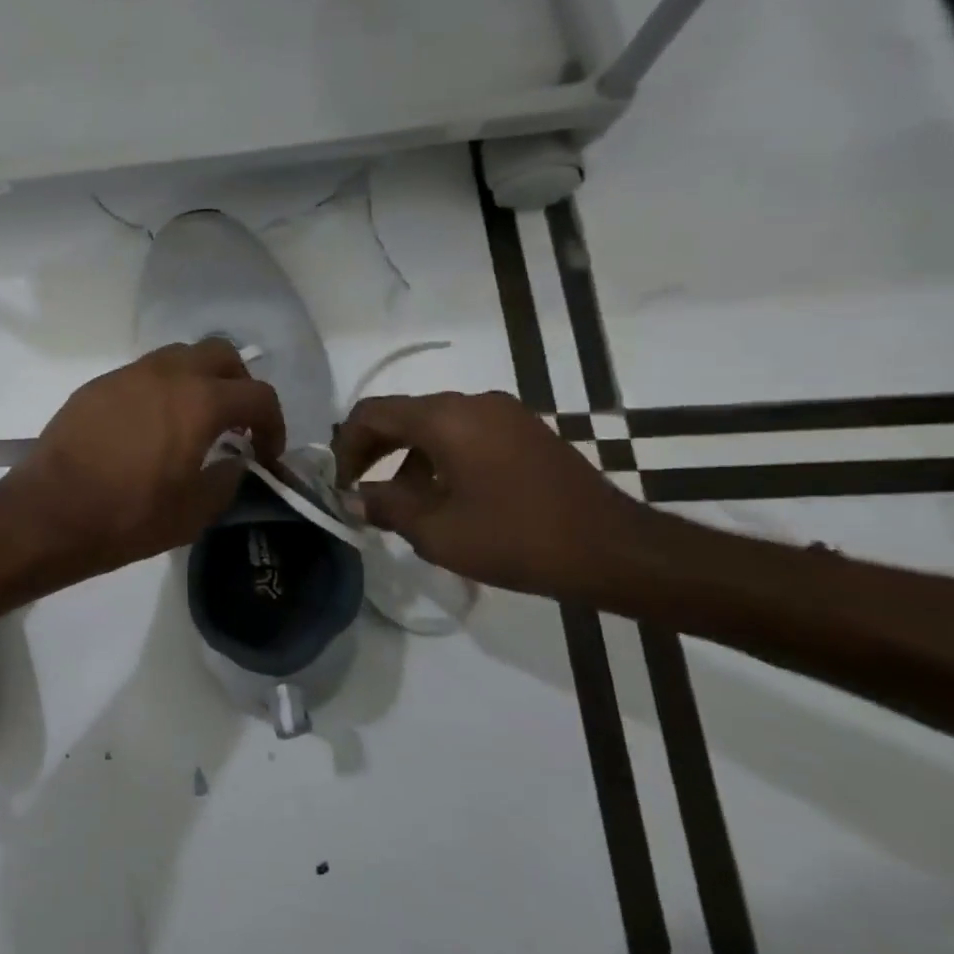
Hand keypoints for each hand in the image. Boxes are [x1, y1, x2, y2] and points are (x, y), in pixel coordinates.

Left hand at [0, 340, 284, 580]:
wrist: (50, 512)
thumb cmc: (128, 517)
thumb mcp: (193, 513)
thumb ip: (226, 480)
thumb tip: (234, 461)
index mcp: (199, 401)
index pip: (258, 395)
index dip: (274, 424)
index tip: (266, 454)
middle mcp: (166, 374)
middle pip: (220, 354)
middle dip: (238, 384)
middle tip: (235, 422)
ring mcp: (127, 374)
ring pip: (178, 356)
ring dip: (197, 381)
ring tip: (192, 421)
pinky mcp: (97, 385)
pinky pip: (141, 374)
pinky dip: (160, 390)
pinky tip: (149, 427)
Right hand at [333, 391, 652, 599]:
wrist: (615, 551)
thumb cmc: (516, 538)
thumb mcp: (436, 531)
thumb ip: (385, 506)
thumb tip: (354, 498)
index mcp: (445, 417)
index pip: (372, 413)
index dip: (345, 446)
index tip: (339, 483)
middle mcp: (473, 402)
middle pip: (402, 415)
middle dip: (373, 451)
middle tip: (358, 490)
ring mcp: (504, 414)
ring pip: (433, 426)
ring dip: (406, 458)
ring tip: (400, 504)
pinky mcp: (525, 432)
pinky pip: (465, 434)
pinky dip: (439, 458)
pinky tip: (443, 498)